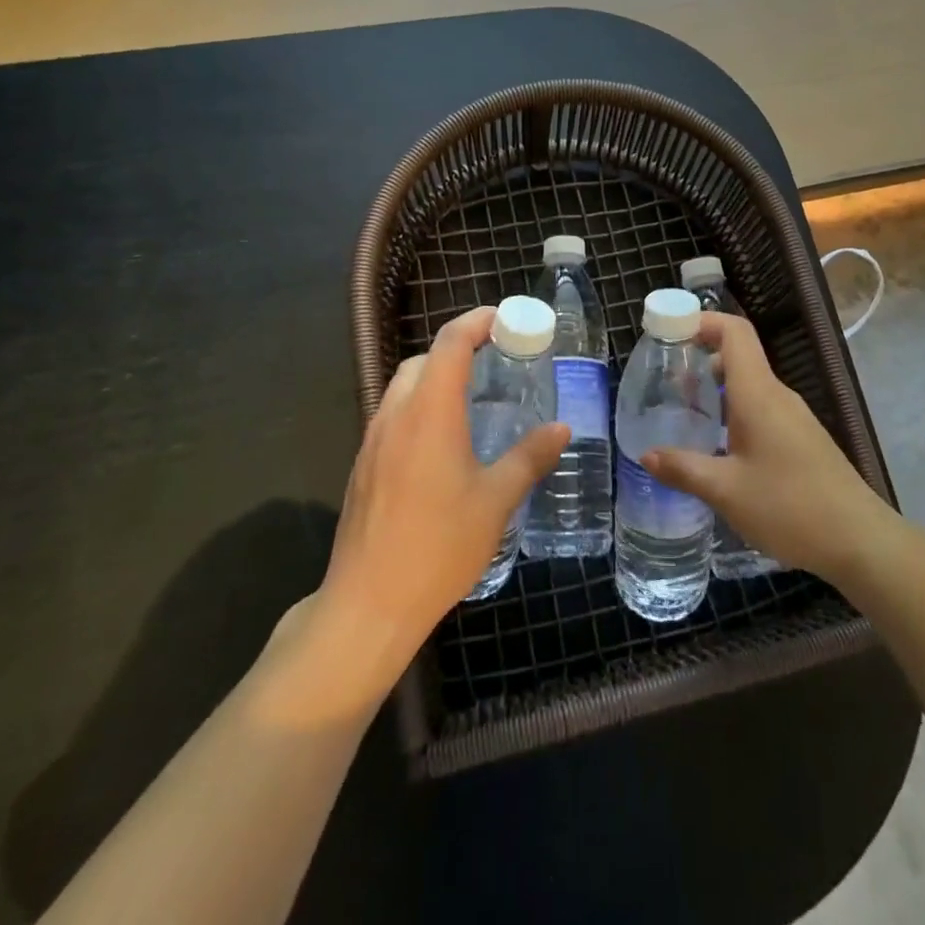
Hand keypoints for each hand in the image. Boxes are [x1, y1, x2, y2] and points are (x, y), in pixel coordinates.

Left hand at [300, 307, 569, 706]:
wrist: (368, 604)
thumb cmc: (438, 547)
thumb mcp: (495, 501)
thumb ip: (529, 457)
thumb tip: (561, 429)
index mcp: (430, 412)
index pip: (451, 342)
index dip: (478, 321)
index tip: (507, 320)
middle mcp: (396, 414)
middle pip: (425, 360)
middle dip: (460, 349)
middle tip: (498, 363)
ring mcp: (373, 440)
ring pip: (404, 387)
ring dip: (437, 379)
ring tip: (474, 401)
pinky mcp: (363, 466)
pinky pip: (394, 416)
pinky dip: (421, 408)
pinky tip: (444, 444)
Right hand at [643, 311, 888, 583]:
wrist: (861, 541)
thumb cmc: (790, 508)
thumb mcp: (726, 492)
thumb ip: (683, 469)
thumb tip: (646, 455)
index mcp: (759, 394)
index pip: (735, 332)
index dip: (702, 321)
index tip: (669, 331)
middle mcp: (777, 396)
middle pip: (739, 355)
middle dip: (700, 355)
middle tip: (664, 377)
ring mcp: (793, 417)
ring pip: (750, 384)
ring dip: (716, 386)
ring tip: (683, 410)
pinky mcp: (801, 439)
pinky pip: (761, 408)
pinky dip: (733, 409)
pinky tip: (717, 443)